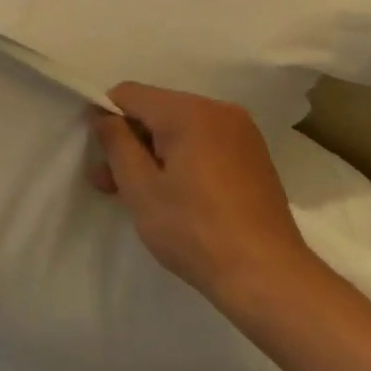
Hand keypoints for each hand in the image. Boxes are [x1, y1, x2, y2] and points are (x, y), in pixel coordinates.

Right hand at [91, 82, 318, 314]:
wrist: (268, 276)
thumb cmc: (194, 230)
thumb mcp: (140, 188)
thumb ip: (116, 142)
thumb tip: (103, 115)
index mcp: (188, 111)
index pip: (129, 94)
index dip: (107, 120)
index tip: (102, 159)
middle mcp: (218, 109)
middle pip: (155, 109)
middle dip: (130, 141)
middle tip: (111, 185)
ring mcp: (241, 132)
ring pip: (180, 127)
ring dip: (155, 152)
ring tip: (142, 194)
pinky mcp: (254, 154)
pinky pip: (204, 141)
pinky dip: (183, 158)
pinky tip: (179, 194)